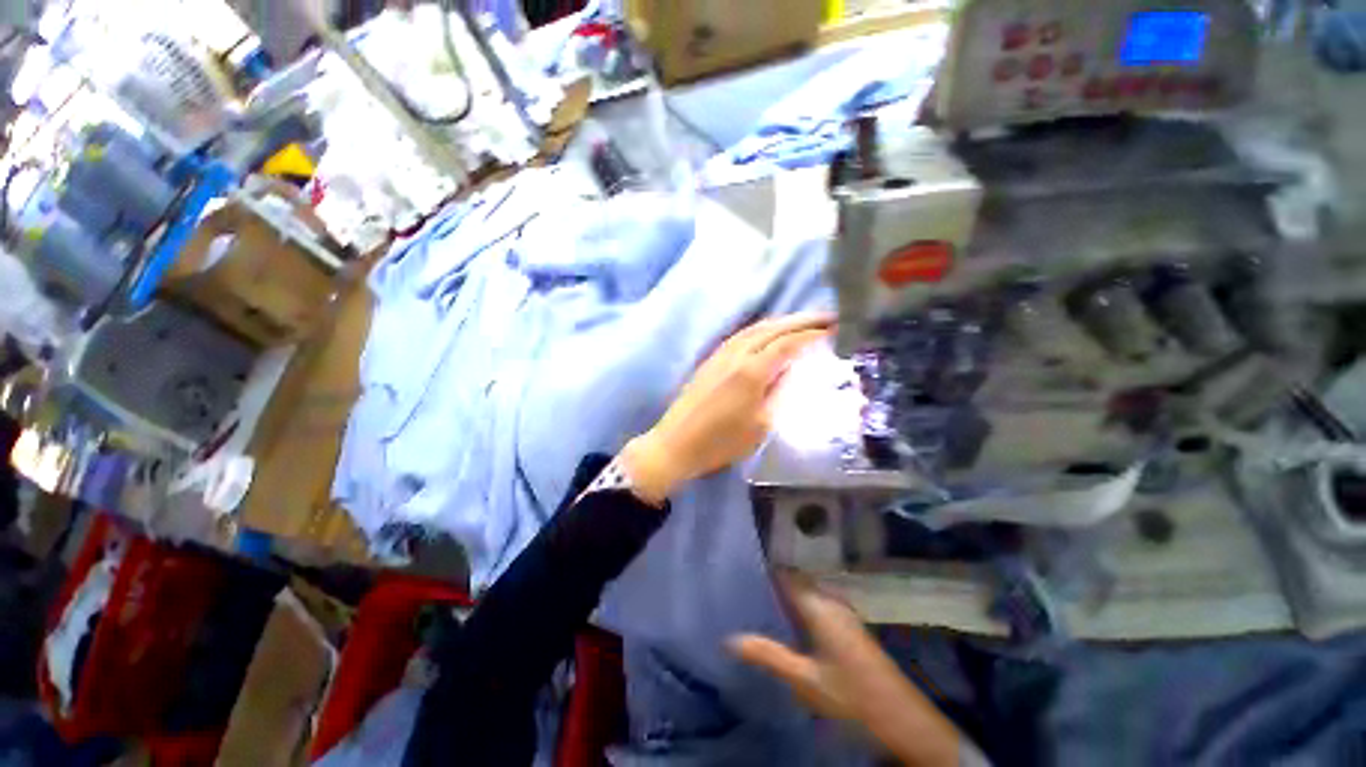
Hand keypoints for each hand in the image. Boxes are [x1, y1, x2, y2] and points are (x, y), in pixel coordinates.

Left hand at [620, 313, 831, 504]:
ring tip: (803, 322)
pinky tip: (768, 334)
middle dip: (801, 320)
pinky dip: (761, 329)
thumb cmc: (720, 443)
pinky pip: (741, 335)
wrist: (676, 444)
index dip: (812, 333)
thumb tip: (791, 371)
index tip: (836, 328)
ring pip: (755, 328)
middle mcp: (736, 355)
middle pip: (772, 328)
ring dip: (781, 321)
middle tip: (827, 317)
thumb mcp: (760, 425)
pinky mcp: (711, 360)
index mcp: (751, 371)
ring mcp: (720, 354)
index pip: (787, 343)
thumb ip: (779, 393)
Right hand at [730, 574, 963, 765]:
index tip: (741, 570)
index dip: (766, 569)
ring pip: (808, 595)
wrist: (904, 720)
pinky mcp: (850, 627)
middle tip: (745, 593)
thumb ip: (768, 655)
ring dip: (787, 599)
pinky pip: (818, 607)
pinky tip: (789, 627)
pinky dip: (801, 610)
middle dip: (773, 585)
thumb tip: (729, 639)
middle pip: (797, 583)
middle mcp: (831, 602)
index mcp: (819, 606)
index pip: (787, 574)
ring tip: (761, 607)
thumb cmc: (851, 697)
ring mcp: (844, 614)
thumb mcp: (804, 680)